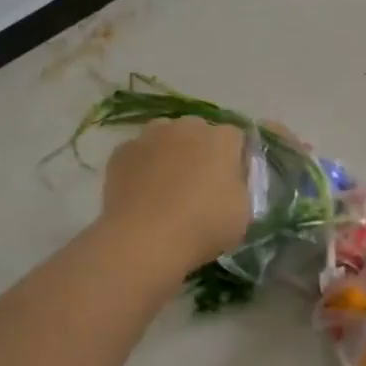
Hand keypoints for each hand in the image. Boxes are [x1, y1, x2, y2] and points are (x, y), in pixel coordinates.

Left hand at [99, 118, 252, 269]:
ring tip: (165, 188)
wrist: (144, 239)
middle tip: (198, 186)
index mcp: (222, 138)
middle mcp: (187, 126)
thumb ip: (239, 187)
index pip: (235, 139)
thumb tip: (228, 182)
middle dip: (200, 152)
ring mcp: (151, 135)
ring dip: (169, 154)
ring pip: (165, 138)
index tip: (230, 184)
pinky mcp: (122, 151)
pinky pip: (138, 155)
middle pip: (198, 133)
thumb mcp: (242, 213)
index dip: (234, 160)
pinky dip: (141, 168)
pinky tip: (140, 195)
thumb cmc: (203, 226)